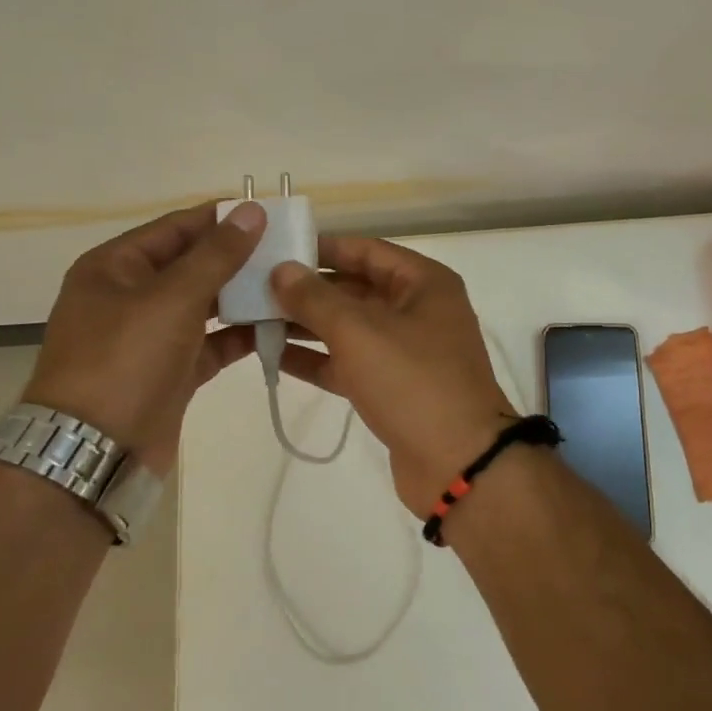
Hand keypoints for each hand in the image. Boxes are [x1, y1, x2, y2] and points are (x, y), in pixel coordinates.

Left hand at [22, 201, 266, 471]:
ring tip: (292, 284)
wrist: (95, 452)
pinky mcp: (172, 369)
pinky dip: (241, 334)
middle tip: (291, 250)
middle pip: (193, 264)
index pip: (176, 227)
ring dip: (245, 295)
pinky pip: (213, 341)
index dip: (221, 217)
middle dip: (239, 258)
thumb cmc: (125, 360)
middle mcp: (131, 295)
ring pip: (206, 303)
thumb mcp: (172, 298)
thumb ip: (217, 254)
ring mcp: (151, 335)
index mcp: (115, 266)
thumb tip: (251, 210)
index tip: (270, 213)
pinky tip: (279, 326)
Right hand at [270, 236, 520, 516]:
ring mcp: (408, 351)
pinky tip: (274, 357)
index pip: (367, 251)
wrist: (458, 462)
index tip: (277, 249)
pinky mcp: (394, 388)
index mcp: (424, 283)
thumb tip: (282, 270)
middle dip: (309, 290)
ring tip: (254, 319)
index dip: (323, 248)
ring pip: (350, 328)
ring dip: (307, 325)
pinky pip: (350, 362)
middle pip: (357, 289)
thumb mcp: (359, 332)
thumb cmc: (412, 381)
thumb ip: (316, 299)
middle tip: (255, 287)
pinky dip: (318, 359)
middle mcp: (419, 310)